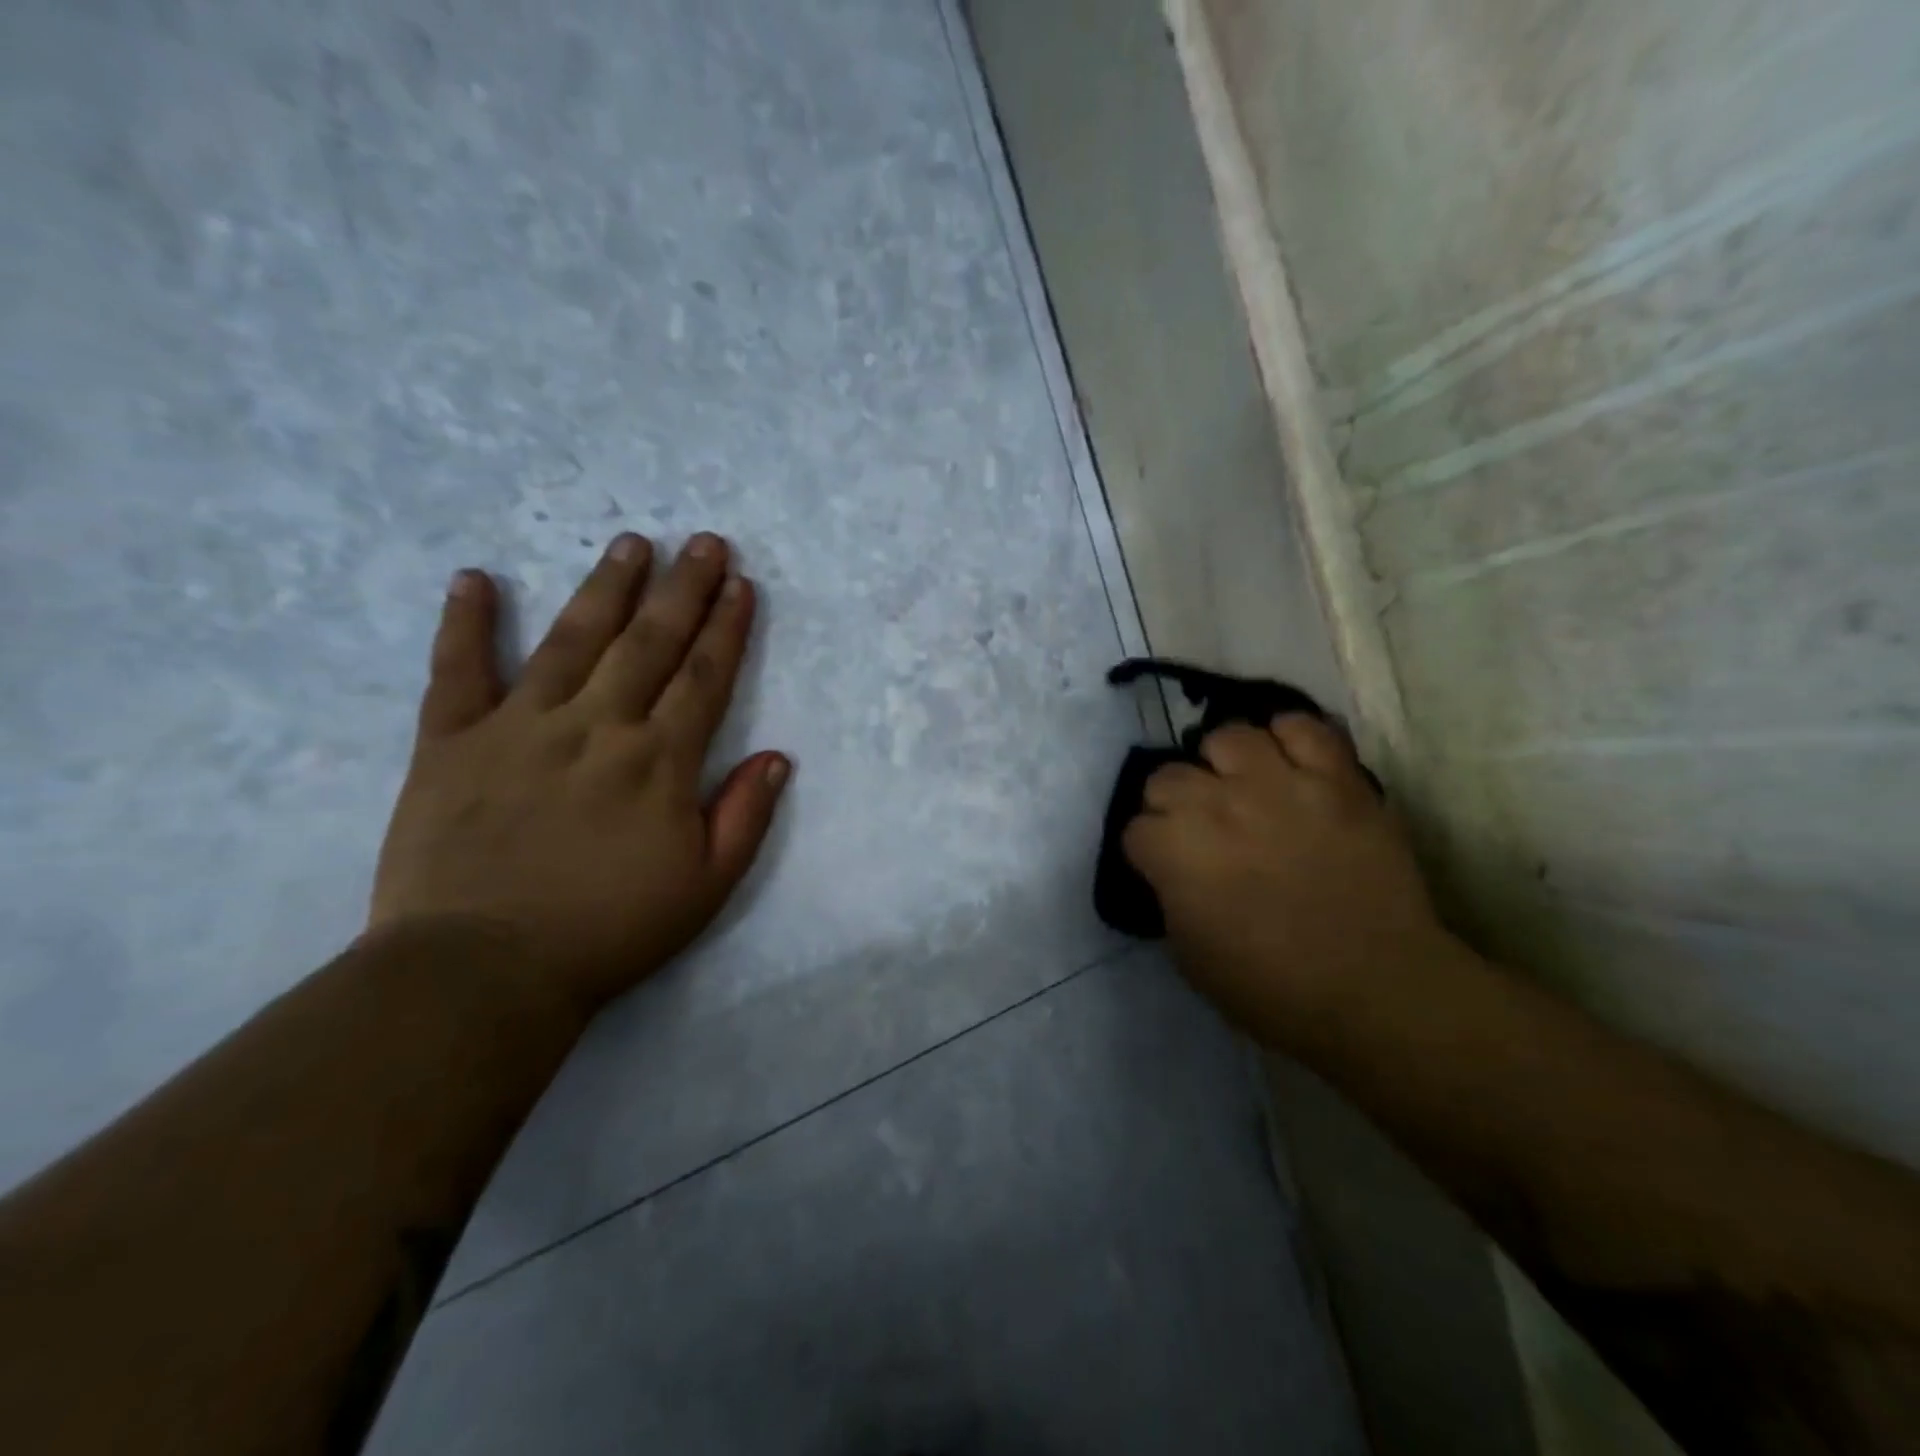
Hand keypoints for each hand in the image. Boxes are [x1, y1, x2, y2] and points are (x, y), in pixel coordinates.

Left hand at [369, 532, 790, 1017]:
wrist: (482, 971)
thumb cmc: (609, 931)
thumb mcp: (706, 887)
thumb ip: (744, 816)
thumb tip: (777, 756)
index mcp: (659, 761)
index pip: (703, 677)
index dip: (726, 627)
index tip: (741, 585)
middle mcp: (596, 726)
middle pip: (647, 643)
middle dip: (682, 588)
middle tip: (703, 541)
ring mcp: (520, 727)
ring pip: (570, 640)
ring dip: (604, 587)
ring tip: (630, 542)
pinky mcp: (450, 742)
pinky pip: (457, 671)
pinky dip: (465, 624)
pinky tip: (475, 579)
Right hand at [1122, 715, 1456, 1049]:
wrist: (1375, 988)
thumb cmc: (1272, 988)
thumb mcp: (1189, 955)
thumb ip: (1170, 896)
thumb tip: (1172, 870)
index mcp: (1175, 851)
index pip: (1135, 827)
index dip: (1149, 849)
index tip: (1166, 867)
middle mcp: (1217, 803)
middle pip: (1168, 775)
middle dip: (1174, 803)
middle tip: (1200, 828)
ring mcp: (1279, 783)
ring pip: (1228, 736)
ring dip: (1224, 763)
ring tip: (1242, 786)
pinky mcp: (1336, 778)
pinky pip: (1302, 726)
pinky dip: (1290, 737)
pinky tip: (1289, 763)